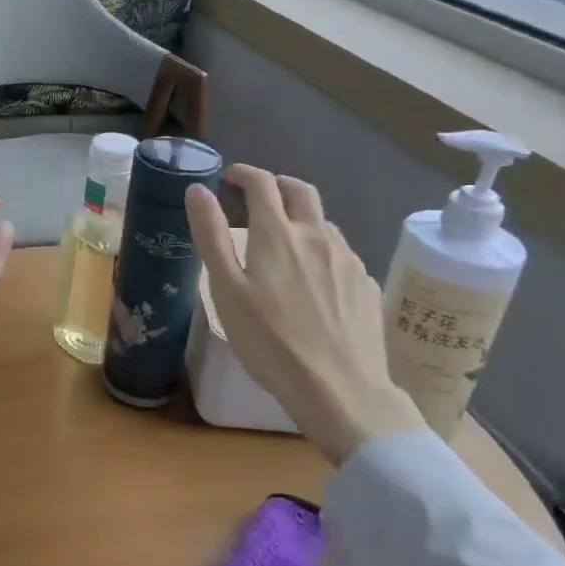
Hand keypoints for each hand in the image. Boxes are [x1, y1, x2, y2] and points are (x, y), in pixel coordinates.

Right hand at [185, 166, 423, 465]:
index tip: (228, 179)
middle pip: (301, 191)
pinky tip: (314, 281)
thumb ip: (212, 236)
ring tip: (284, 243)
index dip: (243, 174)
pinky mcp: (366, 285)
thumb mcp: (227, 290)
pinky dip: (321, 251)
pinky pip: (341, 254)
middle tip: (257, 199)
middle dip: (277, 185)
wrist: (340, 391)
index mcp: (278, 234)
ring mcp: (348, 260)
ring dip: (301, 219)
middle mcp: (317, 236)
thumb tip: (197, 190)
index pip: (262, 183)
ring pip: (324, 222)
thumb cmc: (270, 342)